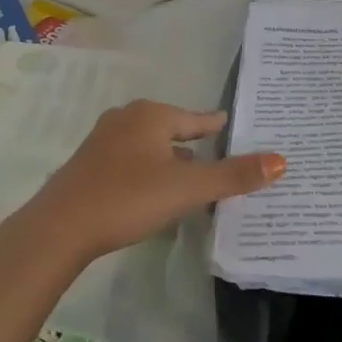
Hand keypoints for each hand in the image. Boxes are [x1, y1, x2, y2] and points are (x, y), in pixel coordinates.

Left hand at [22, 100, 285, 261]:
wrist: (61, 226)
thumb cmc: (128, 197)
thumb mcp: (187, 188)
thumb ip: (232, 176)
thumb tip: (281, 161)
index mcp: (151, 115)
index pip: (195, 118)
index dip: (215, 124)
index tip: (230, 124)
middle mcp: (126, 118)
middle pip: (170, 128)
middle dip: (193, 142)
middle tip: (218, 153)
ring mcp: (103, 140)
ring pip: (148, 145)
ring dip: (169, 158)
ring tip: (190, 176)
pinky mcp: (88, 163)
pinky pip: (130, 160)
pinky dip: (148, 169)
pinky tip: (152, 190)